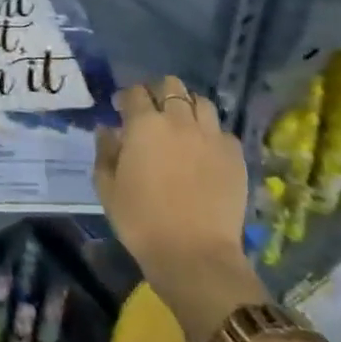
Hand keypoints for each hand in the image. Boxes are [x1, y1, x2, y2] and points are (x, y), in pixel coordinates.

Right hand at [94, 79, 259, 341]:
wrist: (194, 255)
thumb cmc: (142, 221)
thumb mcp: (107, 188)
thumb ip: (105, 152)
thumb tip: (108, 130)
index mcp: (144, 124)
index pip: (134, 92)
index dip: (126, 98)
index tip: (121, 110)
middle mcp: (179, 121)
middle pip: (172, 86)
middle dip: (159, 93)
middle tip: (153, 113)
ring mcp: (211, 136)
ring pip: (202, 102)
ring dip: (189, 108)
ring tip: (183, 127)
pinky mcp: (235, 156)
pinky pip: (223, 132)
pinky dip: (212, 135)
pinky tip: (205, 152)